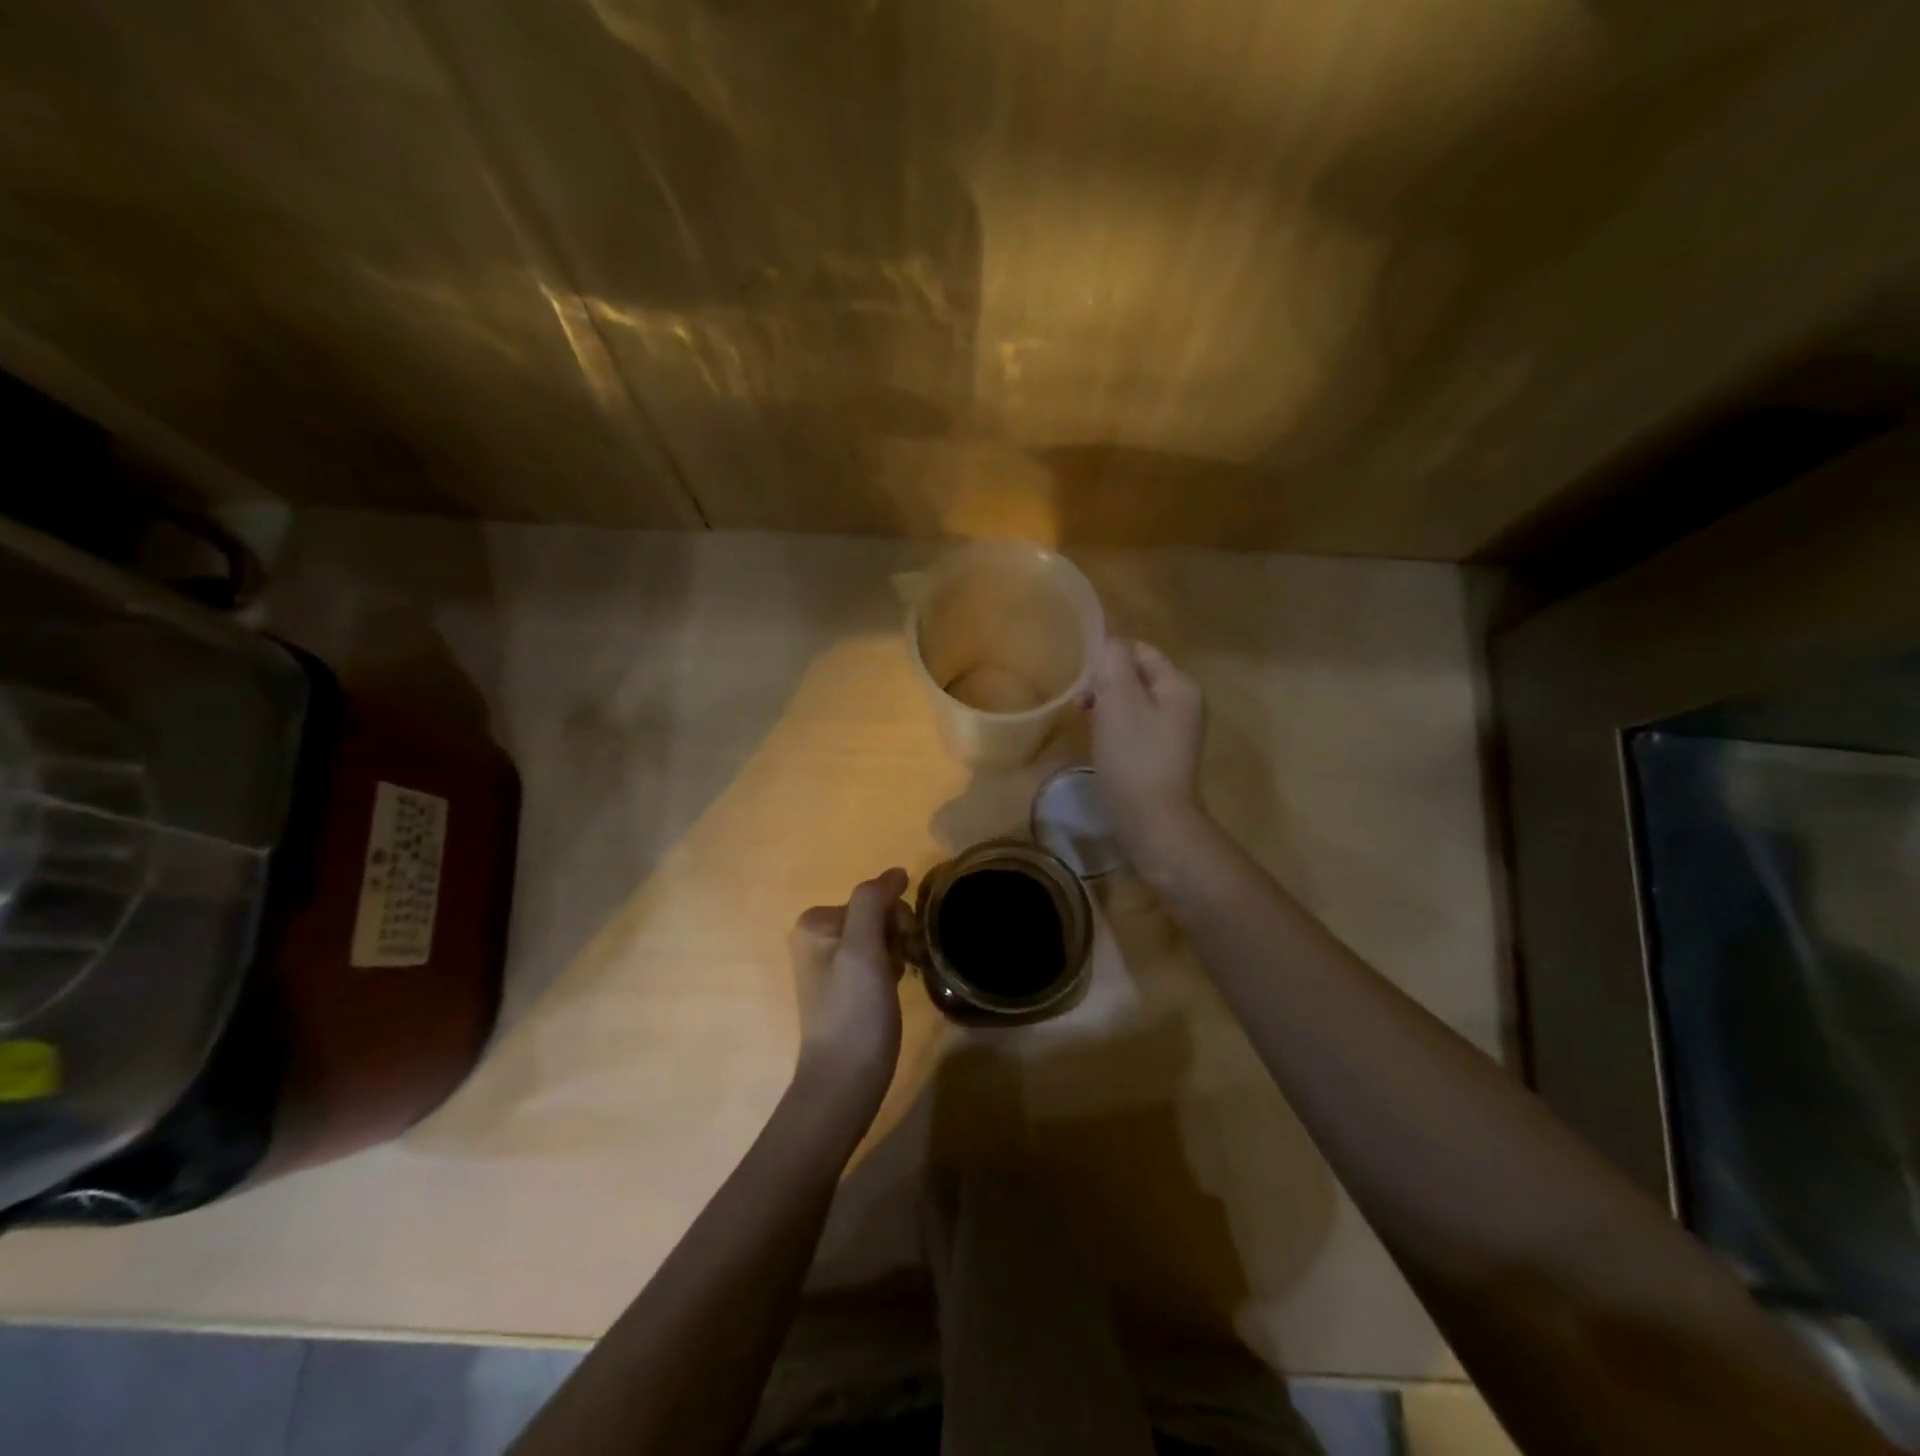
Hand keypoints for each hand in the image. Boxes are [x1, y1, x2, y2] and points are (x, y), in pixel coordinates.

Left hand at [788, 869, 909, 1111]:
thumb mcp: (862, 949)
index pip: (874, 897)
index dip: (896, 919)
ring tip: (894, 984)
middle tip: (898, 968)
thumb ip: (873, 901)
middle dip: (896, 936)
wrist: (845, 1080)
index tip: (899, 949)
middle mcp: (815, 936)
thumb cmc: (854, 1011)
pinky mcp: (842, 987)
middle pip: (876, 915)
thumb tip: (896, 872)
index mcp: (815, 921)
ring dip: (896, 953)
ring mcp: (827, 963)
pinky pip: (876, 959)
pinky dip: (890, 969)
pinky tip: (890, 992)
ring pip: (880, 937)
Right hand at [1085, 639, 1209, 864]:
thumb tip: (1109, 643)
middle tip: (1081, 705)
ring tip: (1087, 725)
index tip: (1083, 681)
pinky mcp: (1163, 755)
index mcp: (1179, 684)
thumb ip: (1113, 662)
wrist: (1153, 820)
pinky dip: (1115, 729)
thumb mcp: (1118, 700)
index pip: (1139, 650)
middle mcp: (1184, 703)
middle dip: (1105, 684)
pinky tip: (1100, 744)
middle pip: (1136, 676)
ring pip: (1133, 703)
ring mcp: (1176, 731)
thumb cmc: (1134, 756)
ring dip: (1107, 708)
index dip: (1107, 659)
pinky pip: (1135, 728)